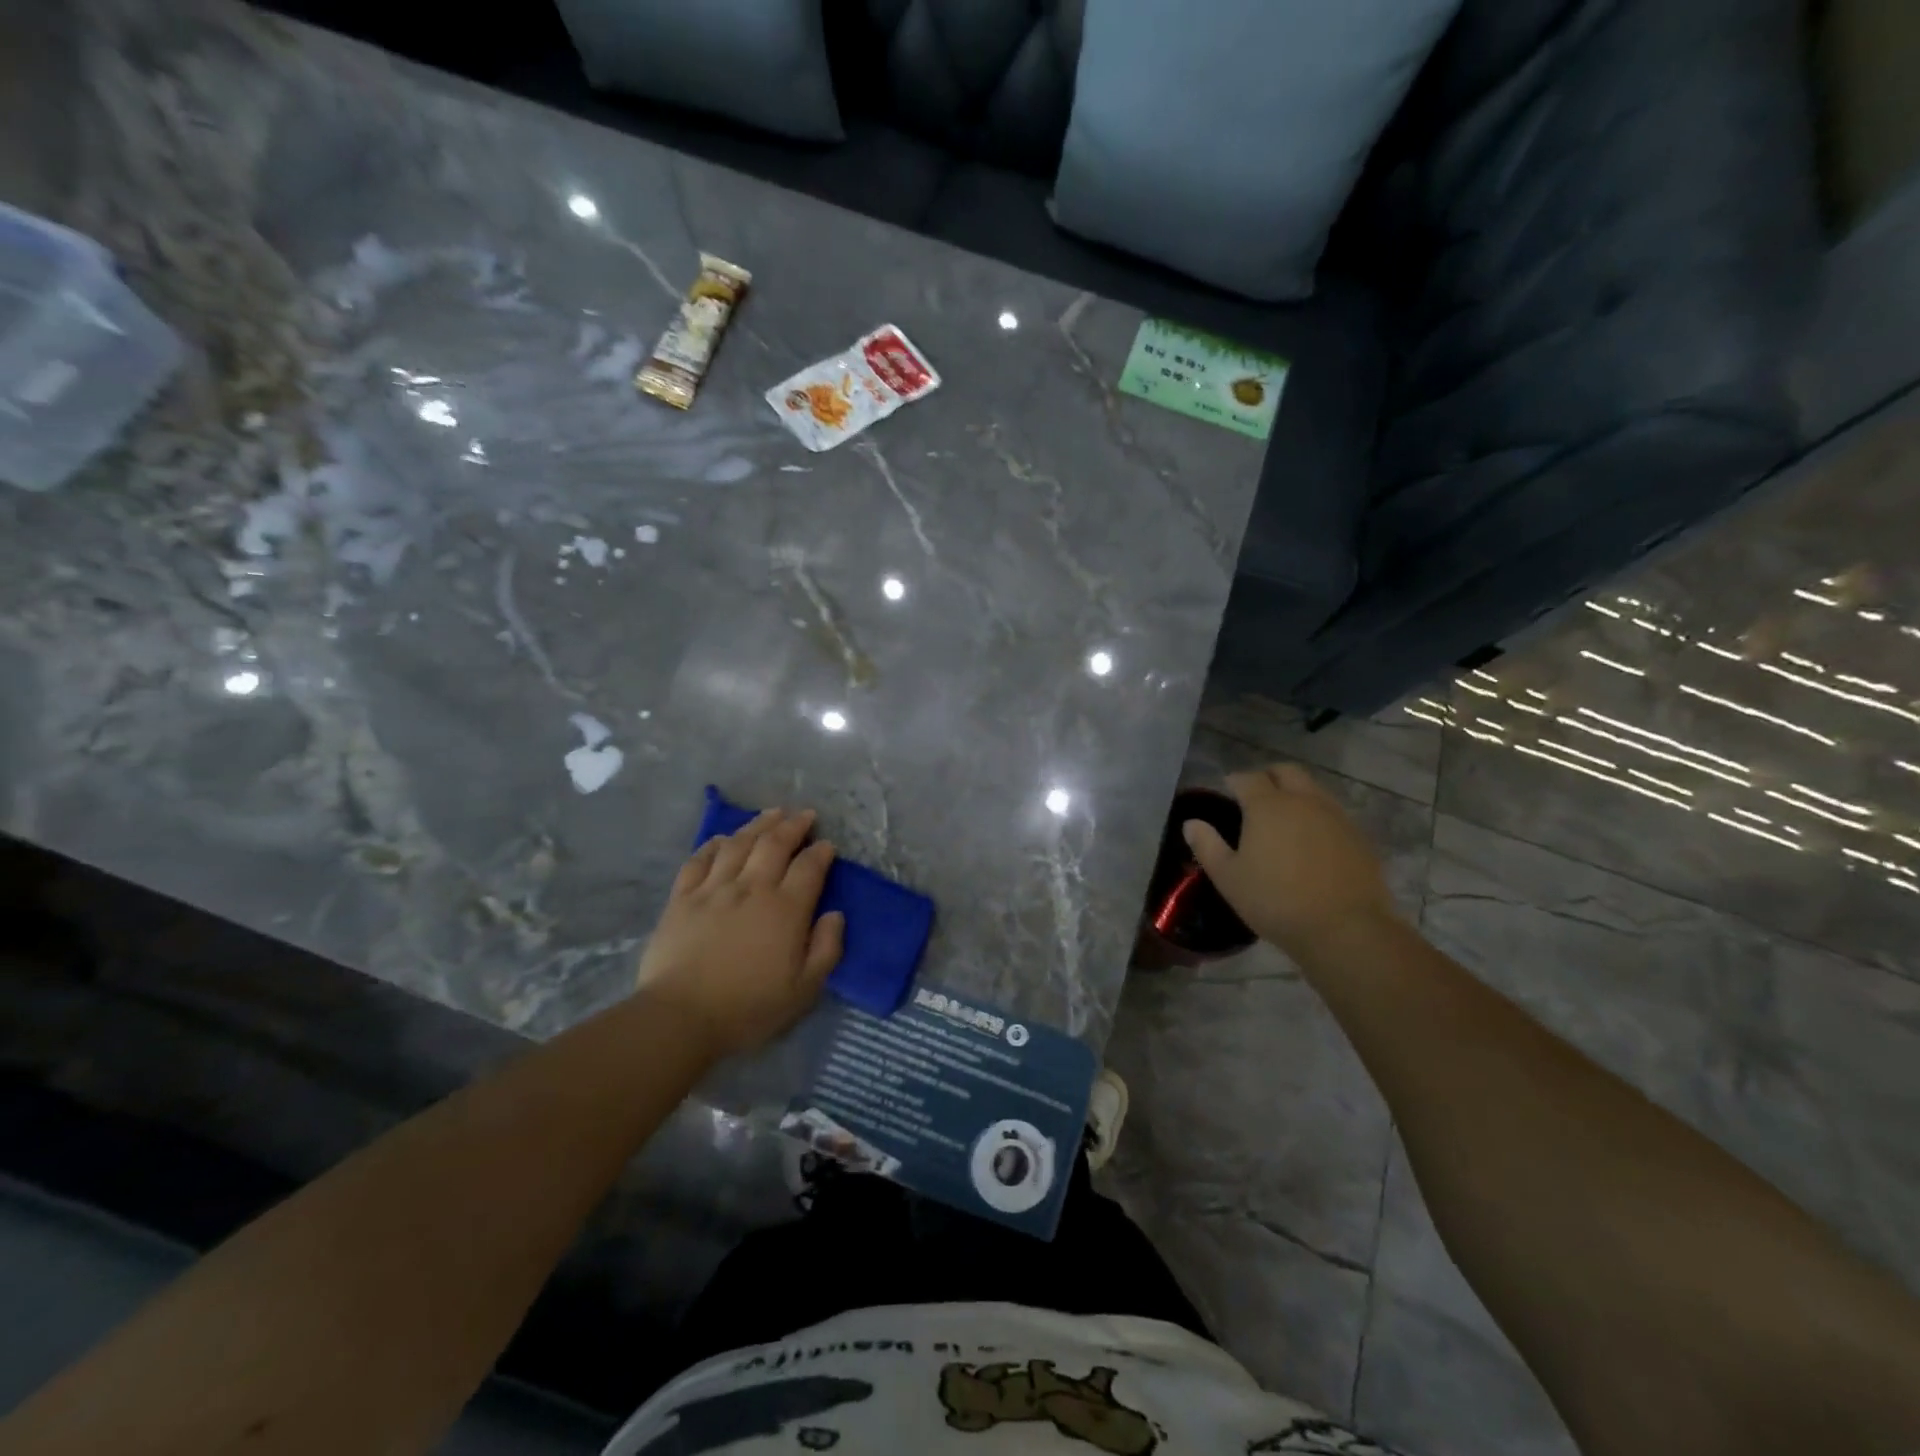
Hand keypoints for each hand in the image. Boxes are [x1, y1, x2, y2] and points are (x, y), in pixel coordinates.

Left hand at [636, 808, 844, 1058]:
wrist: (681, 1017)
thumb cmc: (749, 1008)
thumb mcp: (804, 990)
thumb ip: (826, 949)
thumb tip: (835, 915)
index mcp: (786, 909)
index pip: (809, 867)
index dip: (821, 852)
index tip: (827, 845)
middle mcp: (752, 888)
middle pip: (775, 844)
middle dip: (793, 825)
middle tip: (804, 815)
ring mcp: (714, 889)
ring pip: (738, 843)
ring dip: (758, 825)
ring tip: (771, 814)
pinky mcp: (682, 898)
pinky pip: (699, 860)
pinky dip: (713, 844)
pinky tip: (722, 839)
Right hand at [1182, 764, 1398, 958]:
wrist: (1345, 929)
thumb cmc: (1275, 901)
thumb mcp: (1228, 878)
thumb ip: (1207, 846)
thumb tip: (1191, 823)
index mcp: (1267, 806)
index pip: (1247, 777)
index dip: (1234, 781)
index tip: (1227, 792)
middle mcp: (1303, 801)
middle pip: (1286, 772)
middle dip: (1268, 778)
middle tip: (1256, 798)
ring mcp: (1336, 816)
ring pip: (1313, 789)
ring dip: (1296, 795)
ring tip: (1284, 821)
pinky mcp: (1359, 836)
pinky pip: (1333, 813)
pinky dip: (1317, 817)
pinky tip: (1311, 843)